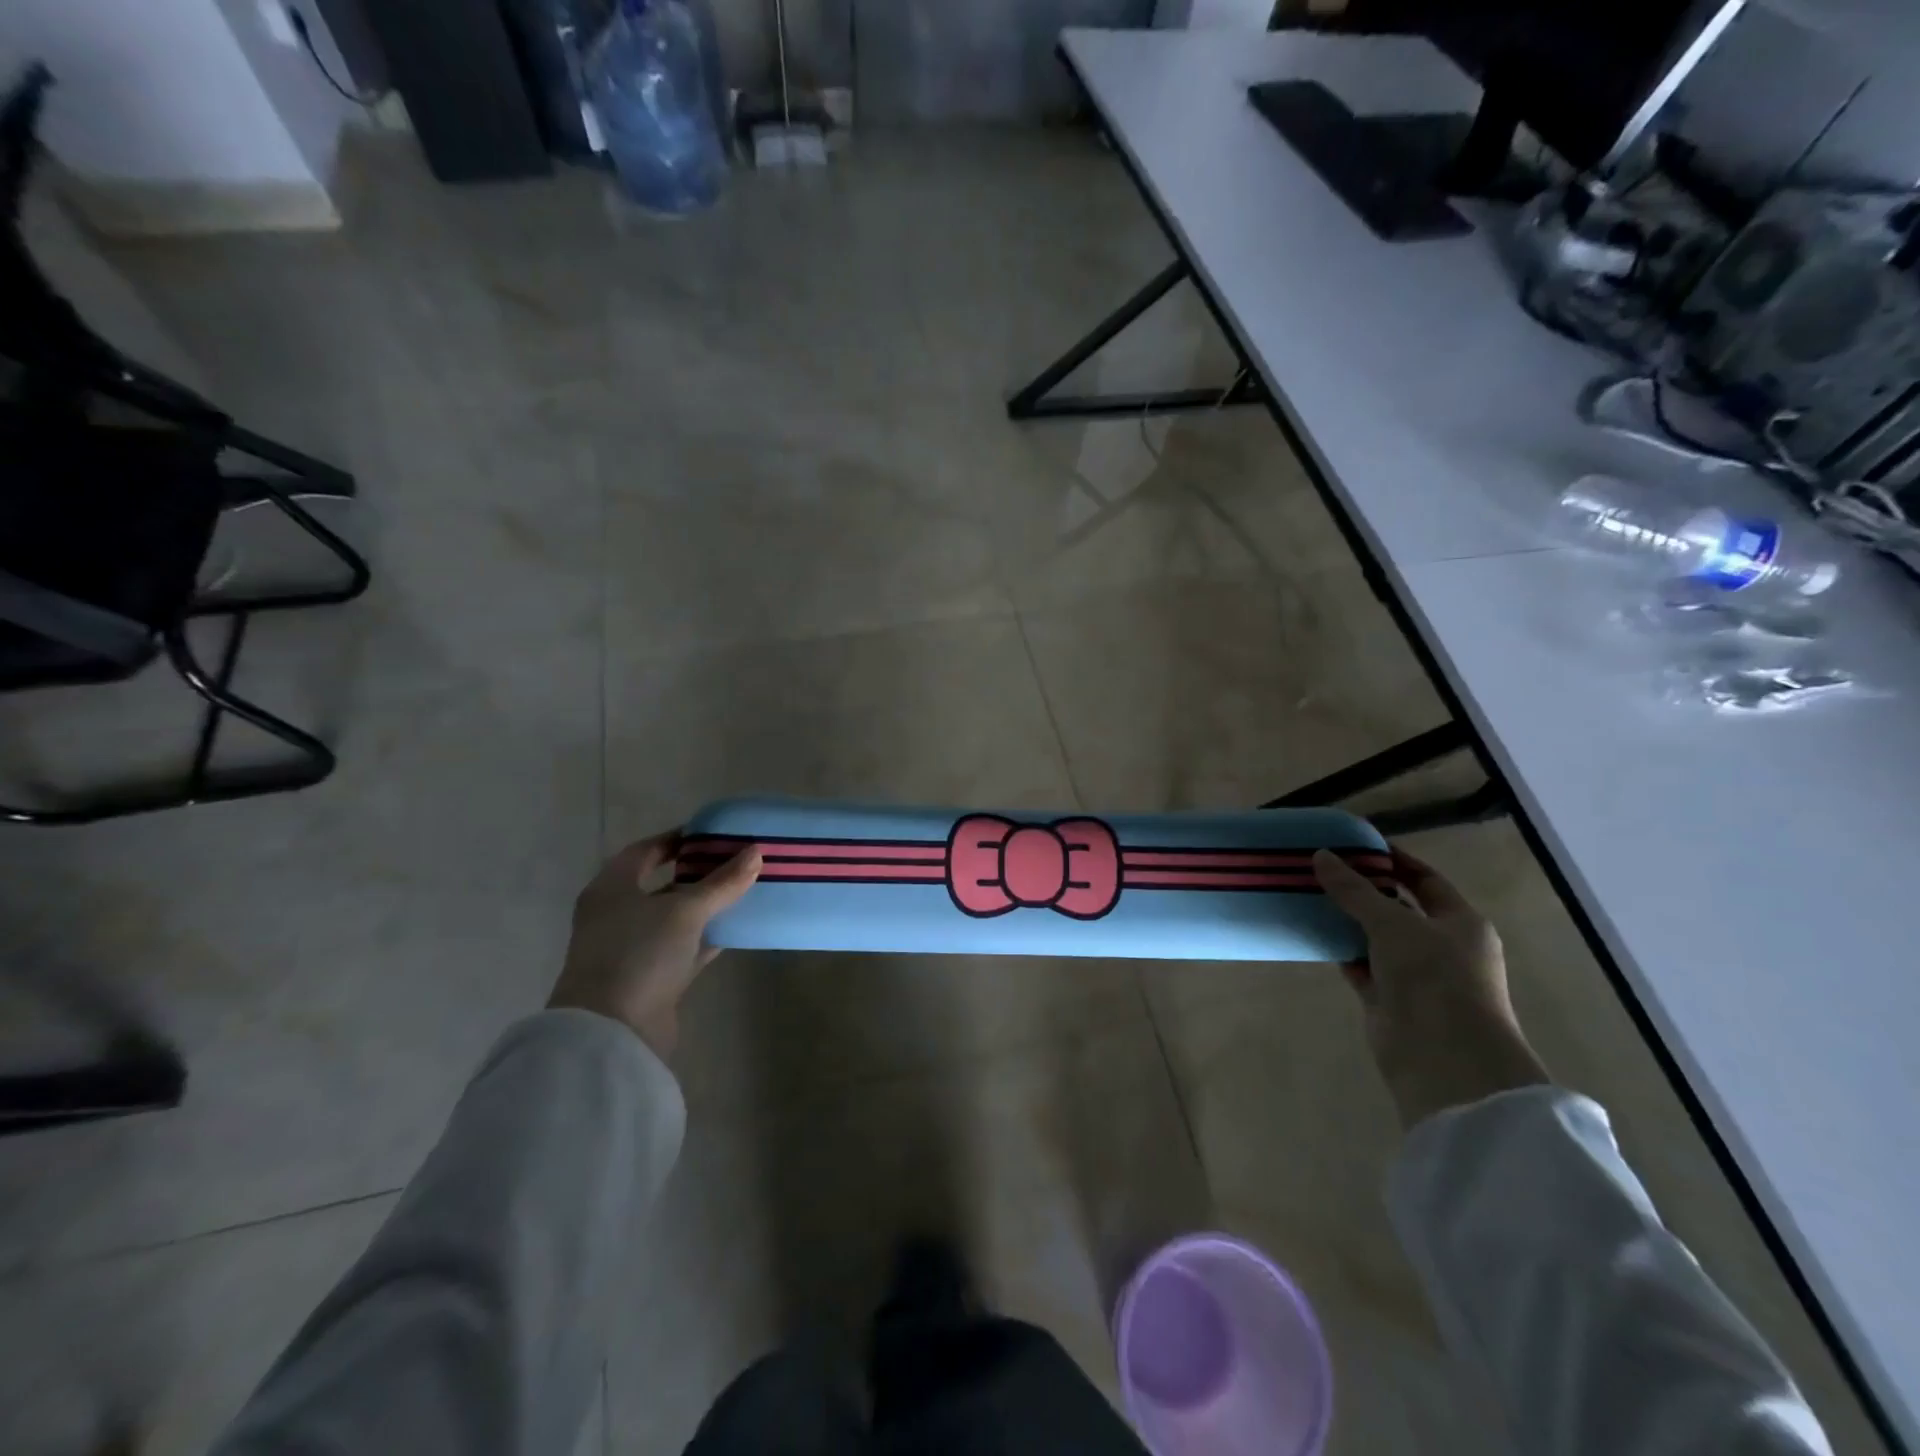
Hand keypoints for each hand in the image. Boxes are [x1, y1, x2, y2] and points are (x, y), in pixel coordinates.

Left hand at [547, 831, 760, 1059]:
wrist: (612, 1033)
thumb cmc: (639, 954)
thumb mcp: (684, 911)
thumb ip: (722, 882)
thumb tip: (756, 853)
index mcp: (611, 889)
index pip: (645, 851)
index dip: (677, 840)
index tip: (712, 835)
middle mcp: (616, 915)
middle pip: (661, 884)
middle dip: (698, 873)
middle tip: (736, 861)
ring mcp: (632, 949)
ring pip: (675, 918)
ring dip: (706, 906)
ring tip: (744, 890)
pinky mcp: (650, 978)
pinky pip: (684, 948)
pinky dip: (707, 938)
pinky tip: (736, 929)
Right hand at [1313, 845, 1548, 1128]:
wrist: (1444, 1058)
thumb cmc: (1434, 978)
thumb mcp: (1393, 924)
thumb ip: (1355, 890)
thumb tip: (1321, 856)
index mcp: (1460, 923)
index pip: (1425, 880)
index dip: (1393, 860)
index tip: (1354, 844)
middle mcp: (1441, 946)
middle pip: (1397, 907)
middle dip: (1363, 888)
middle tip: (1321, 867)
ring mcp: (1415, 975)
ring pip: (1375, 937)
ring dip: (1346, 919)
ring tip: (1307, 893)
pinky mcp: (1389, 999)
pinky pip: (1359, 964)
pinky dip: (1339, 949)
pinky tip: (1311, 931)